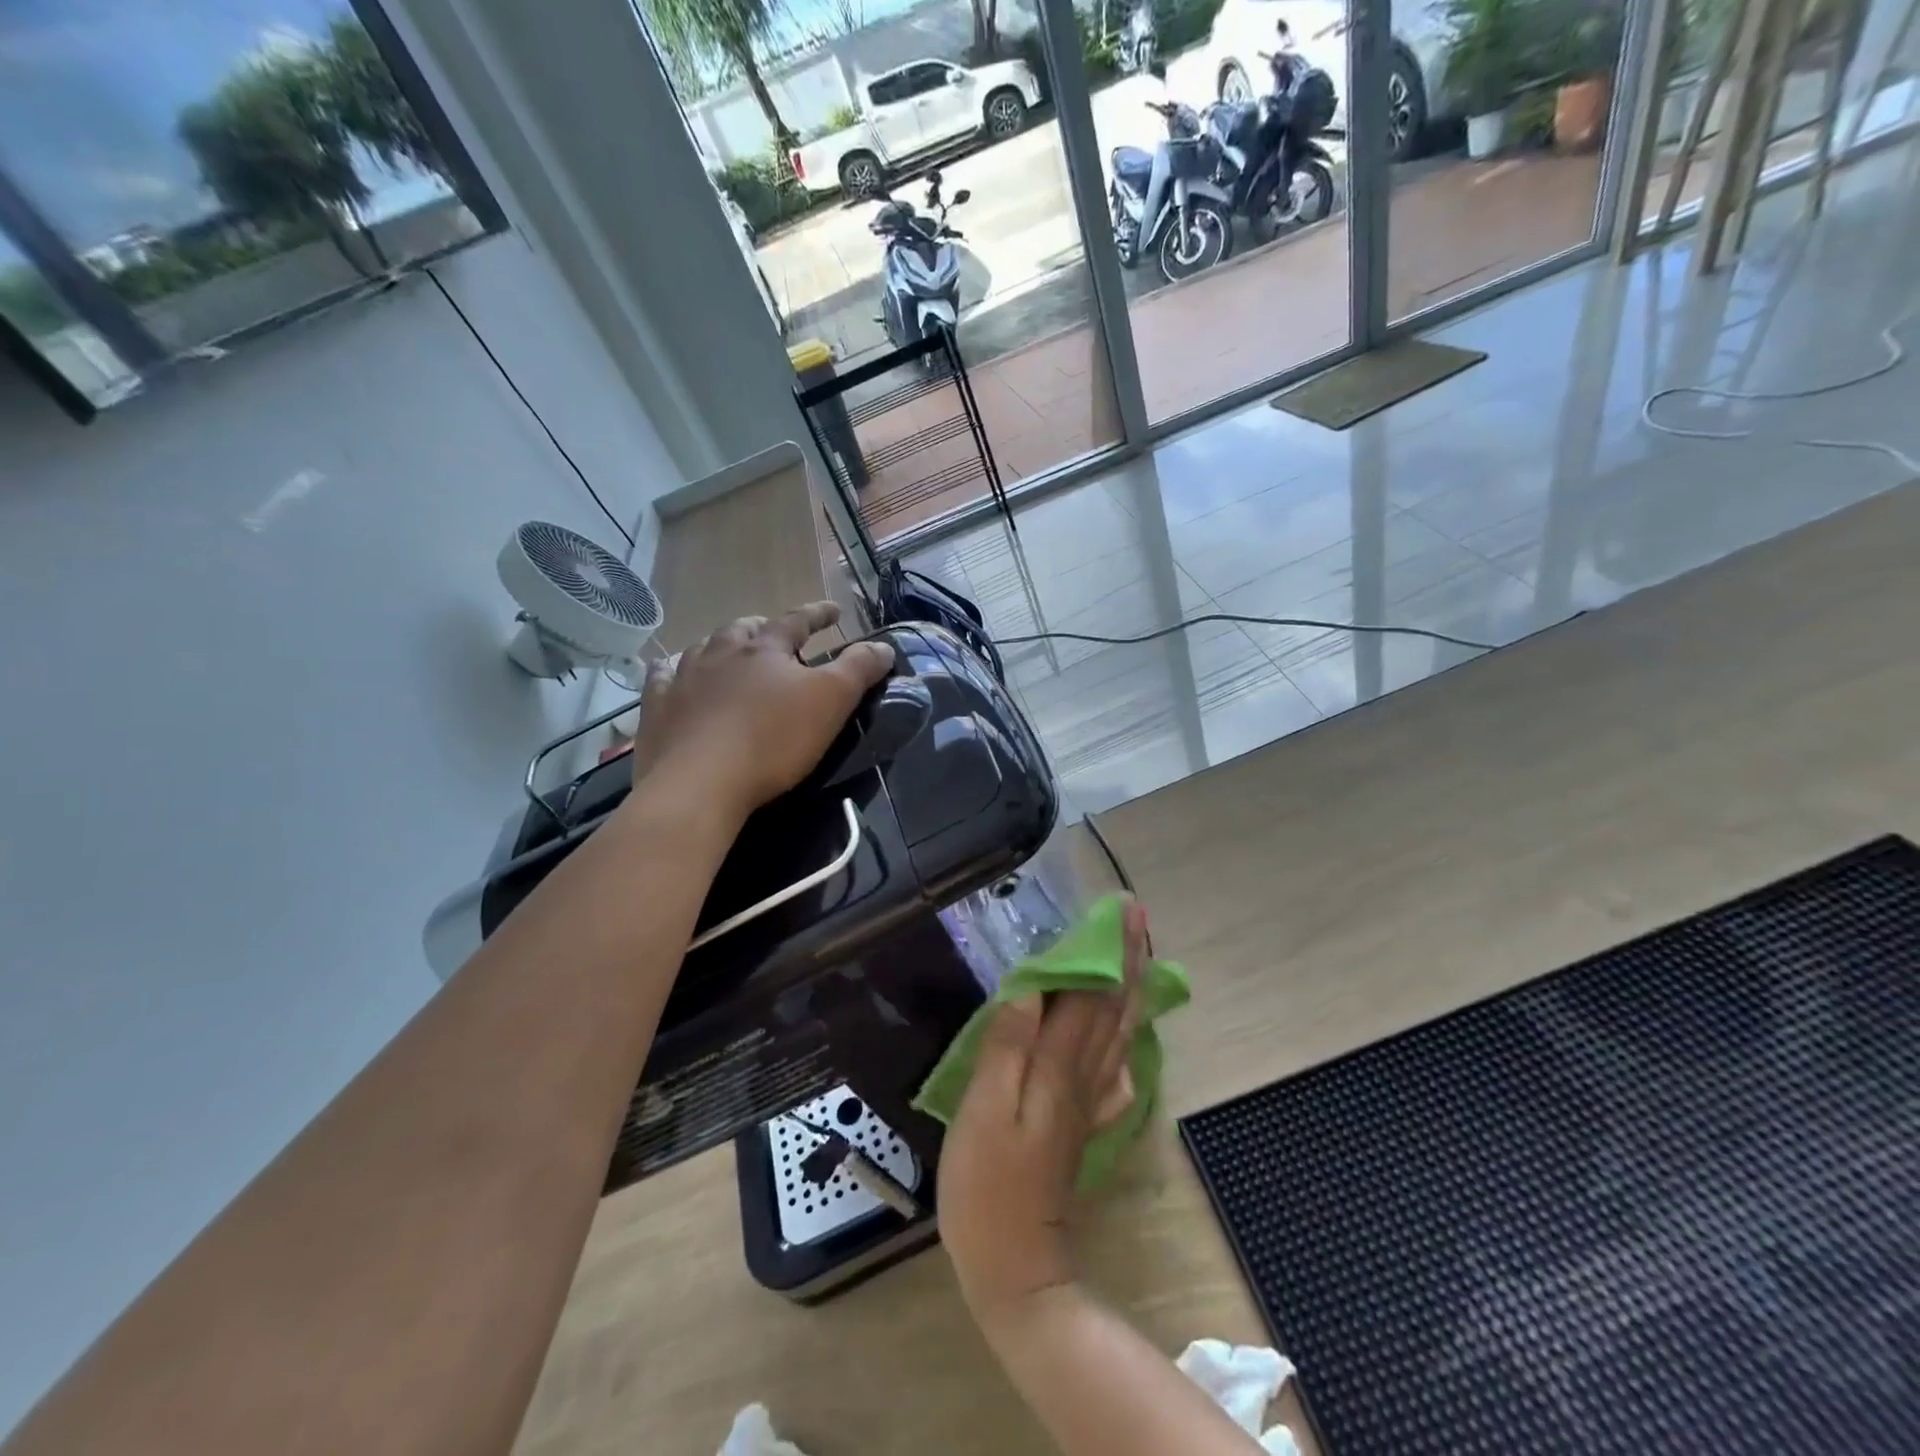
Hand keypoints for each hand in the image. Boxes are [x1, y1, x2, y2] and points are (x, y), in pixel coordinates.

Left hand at [628, 603, 893, 822]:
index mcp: (764, 648)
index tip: (834, 610)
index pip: (797, 620)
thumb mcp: (831, 702)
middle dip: (763, 628)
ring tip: (728, 653)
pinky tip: (672, 678)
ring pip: (702, 648)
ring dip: (719, 647)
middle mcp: (719, 652)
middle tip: (774, 634)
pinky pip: (661, 679)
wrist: (699, 784)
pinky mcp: (656, 710)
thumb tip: (883, 646)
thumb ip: (859, 669)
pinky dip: (671, 673)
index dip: (818, 614)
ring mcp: (682, 679)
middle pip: (743, 629)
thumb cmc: (772, 740)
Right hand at [940, 901, 1145, 1330]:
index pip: (1091, 994)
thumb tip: (1028, 985)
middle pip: (1113, 1007)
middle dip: (1128, 958)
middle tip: (1139, 917)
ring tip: (1138, 956)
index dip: (1108, 950)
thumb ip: (1007, 1046)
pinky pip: (1113, 1068)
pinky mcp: (1082, 1123)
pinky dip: (1124, 1038)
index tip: (1123, 911)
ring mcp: (1087, 1102)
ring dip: (1130, 988)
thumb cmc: (987, 1185)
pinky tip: (1126, 1032)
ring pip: (1118, 1033)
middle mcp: (1083, 1076)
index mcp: (1059, 1066)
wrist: (1016, 1268)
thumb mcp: (985, 1111)